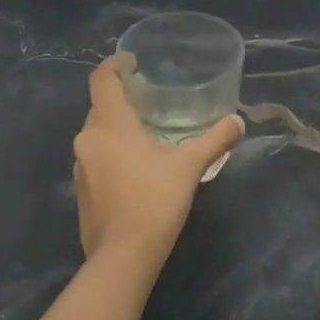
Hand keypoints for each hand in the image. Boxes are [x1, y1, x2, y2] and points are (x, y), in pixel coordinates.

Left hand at [73, 54, 241, 265]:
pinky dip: (112, 151)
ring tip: (145, 131)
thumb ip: (214, 140)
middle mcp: (88, 139)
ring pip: (97, 133)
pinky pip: (95, 157)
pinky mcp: (81, 190)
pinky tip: (135, 166)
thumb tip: (237, 122)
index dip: (115, 64)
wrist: (122, 258)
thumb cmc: (154, 201)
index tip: (132, 61)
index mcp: (110, 124)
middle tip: (148, 97)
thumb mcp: (189, 166)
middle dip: (121, 98)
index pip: (101, 79)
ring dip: (116, 127)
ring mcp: (81, 166)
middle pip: (99, 106)